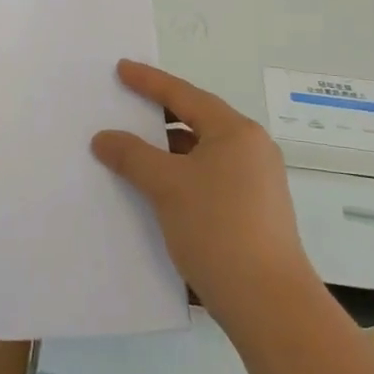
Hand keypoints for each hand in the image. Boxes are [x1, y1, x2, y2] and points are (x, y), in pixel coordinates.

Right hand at [92, 59, 314, 324]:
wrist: (269, 304)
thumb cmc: (217, 228)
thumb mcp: (167, 186)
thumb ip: (132, 156)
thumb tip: (104, 138)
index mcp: (236, 132)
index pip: (185, 95)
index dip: (150, 81)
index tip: (122, 69)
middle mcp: (252, 150)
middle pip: (197, 122)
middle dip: (159, 117)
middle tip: (126, 108)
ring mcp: (258, 183)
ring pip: (203, 154)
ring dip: (169, 153)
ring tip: (134, 153)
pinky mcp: (255, 213)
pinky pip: (211, 180)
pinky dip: (183, 177)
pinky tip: (159, 193)